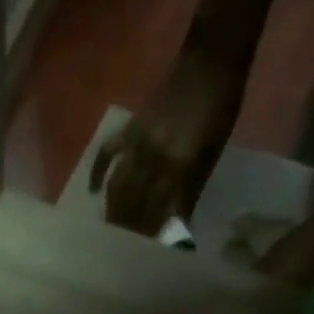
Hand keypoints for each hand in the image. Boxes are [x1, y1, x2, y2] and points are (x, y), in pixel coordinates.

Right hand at [91, 51, 243, 235]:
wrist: (211, 58)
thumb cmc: (219, 111)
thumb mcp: (210, 157)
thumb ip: (188, 193)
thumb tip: (174, 228)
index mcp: (178, 166)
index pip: (157, 214)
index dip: (150, 236)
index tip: (145, 255)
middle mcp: (153, 157)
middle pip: (133, 205)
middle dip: (128, 230)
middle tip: (123, 250)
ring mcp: (138, 141)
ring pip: (118, 186)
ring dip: (114, 211)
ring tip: (110, 231)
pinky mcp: (130, 127)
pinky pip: (107, 153)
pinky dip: (98, 172)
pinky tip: (93, 191)